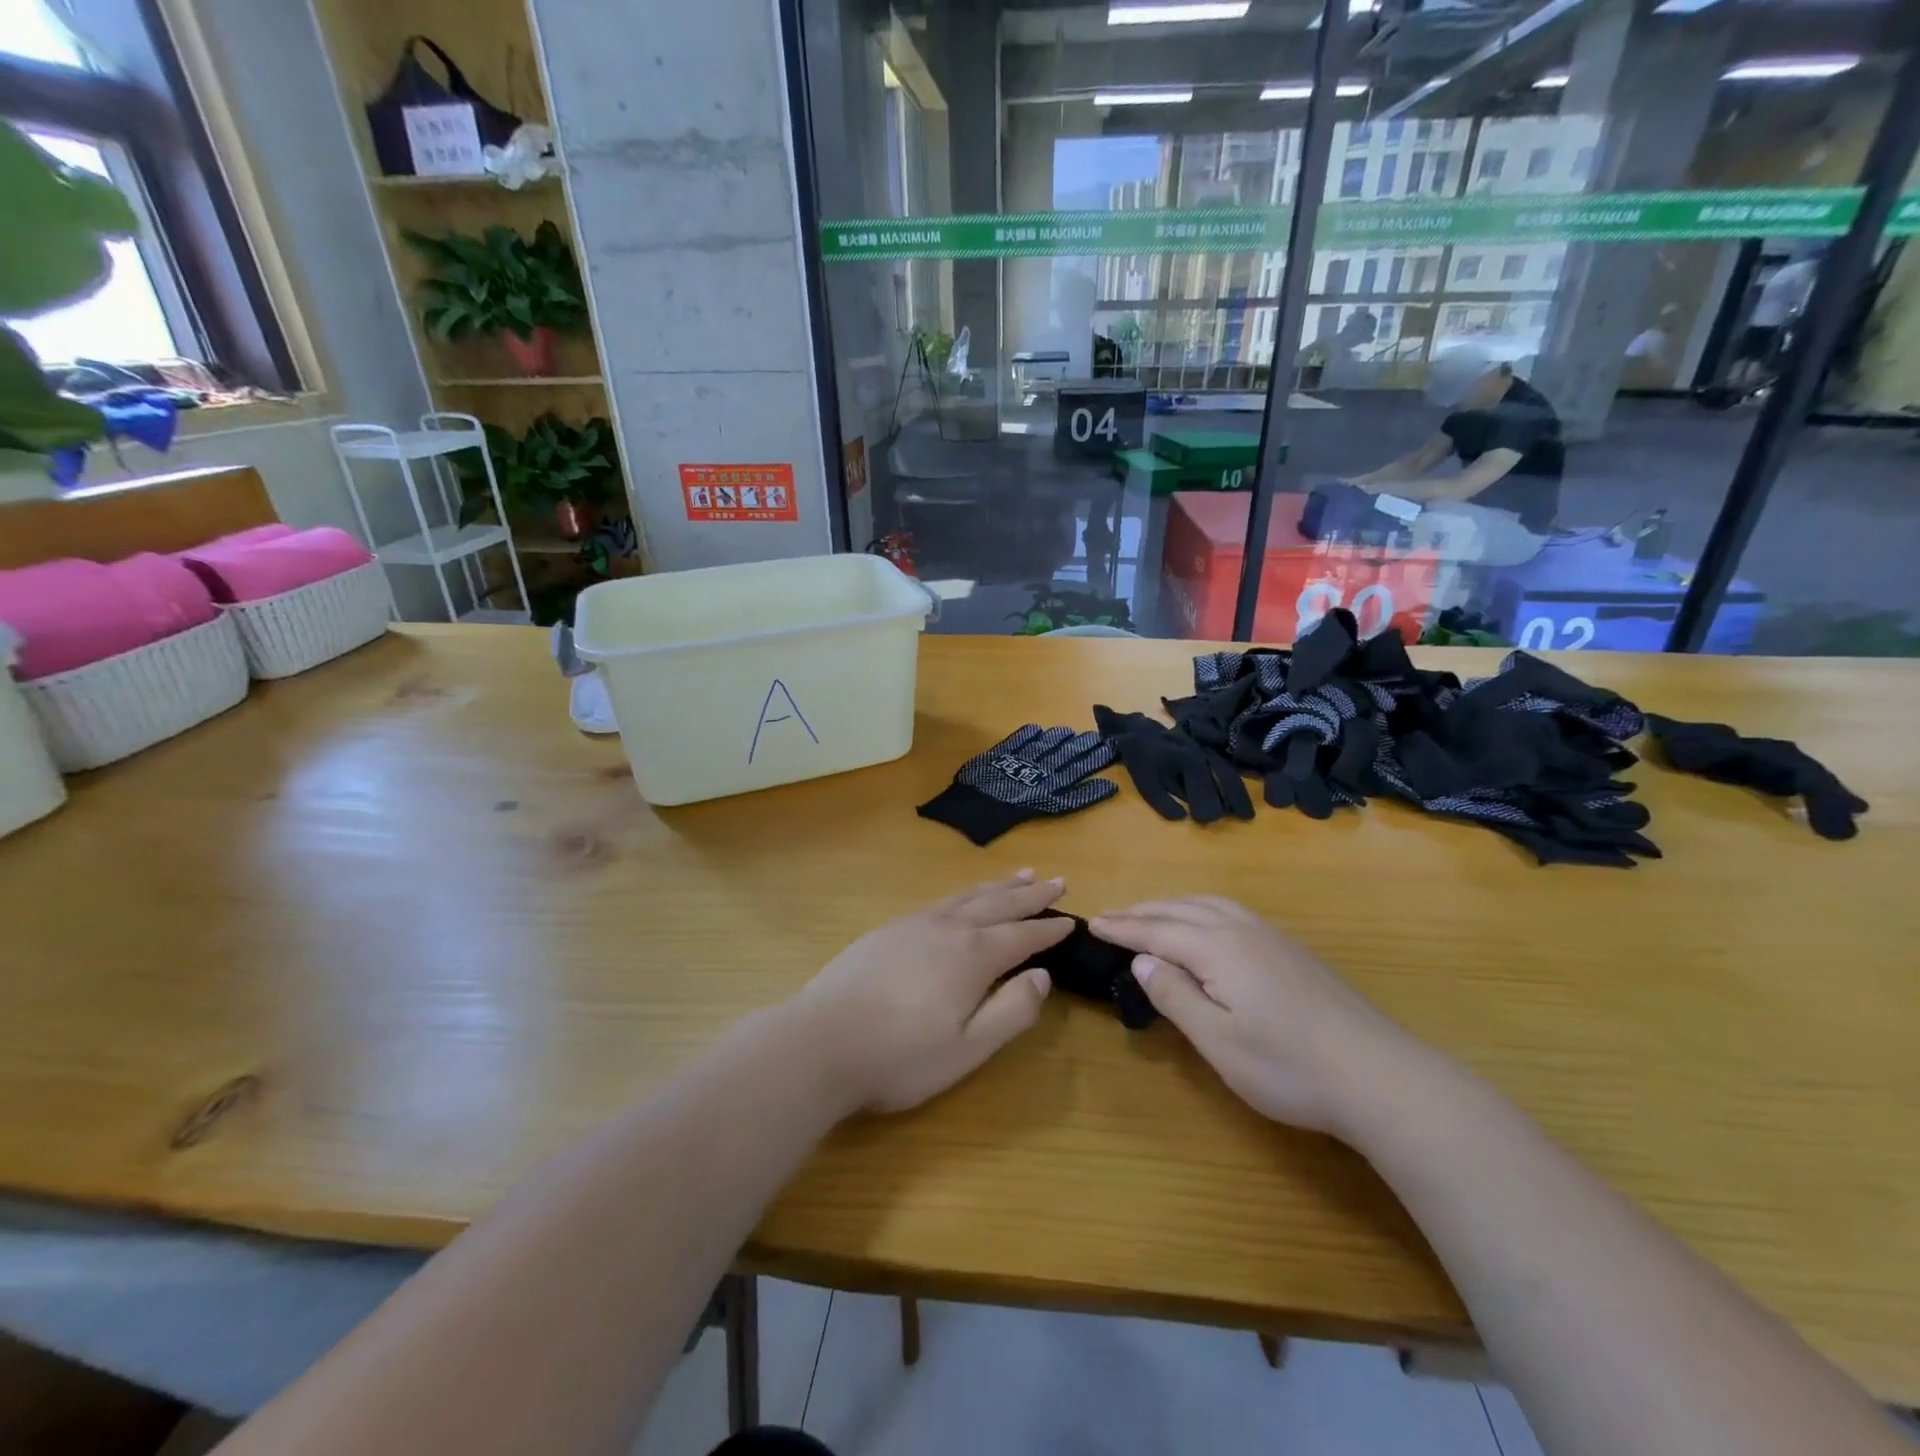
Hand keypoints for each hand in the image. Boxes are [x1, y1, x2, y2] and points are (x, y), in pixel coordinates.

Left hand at [794, 871, 1072, 1113]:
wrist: (820, 1043)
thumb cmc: (900, 1056)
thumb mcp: (968, 1048)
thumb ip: (1011, 1011)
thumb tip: (1041, 976)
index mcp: (972, 956)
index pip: (1021, 936)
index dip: (1048, 929)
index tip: (1072, 919)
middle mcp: (946, 929)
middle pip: (997, 904)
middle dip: (1029, 895)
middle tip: (1055, 880)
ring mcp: (912, 925)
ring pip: (966, 897)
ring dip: (996, 887)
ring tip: (1019, 875)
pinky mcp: (886, 931)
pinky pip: (938, 902)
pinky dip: (962, 895)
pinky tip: (960, 901)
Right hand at [1091, 897, 1409, 1135]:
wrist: (1378, 1076)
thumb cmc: (1287, 1066)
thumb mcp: (1218, 1040)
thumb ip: (1175, 995)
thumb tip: (1142, 960)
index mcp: (1217, 948)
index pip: (1156, 930)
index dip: (1122, 927)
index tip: (1091, 923)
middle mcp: (1241, 930)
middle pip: (1180, 909)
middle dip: (1142, 910)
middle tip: (1111, 916)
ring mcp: (1271, 937)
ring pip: (1209, 904)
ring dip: (1173, 905)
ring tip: (1151, 913)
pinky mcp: (1291, 950)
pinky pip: (1231, 911)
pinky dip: (1202, 909)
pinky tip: (1206, 925)